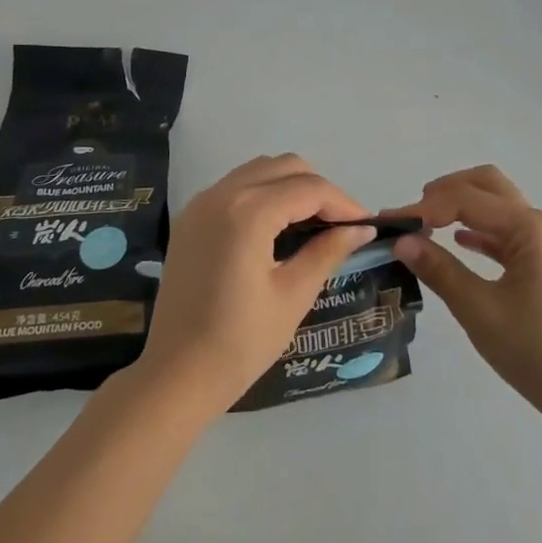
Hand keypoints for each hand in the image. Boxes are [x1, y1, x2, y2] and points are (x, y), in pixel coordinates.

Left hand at [137, 154, 377, 416]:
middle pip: (284, 167)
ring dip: (290, 187)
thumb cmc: (240, 342)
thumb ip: (328, 251)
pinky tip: (278, 228)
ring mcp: (201, 203)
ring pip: (259, 171)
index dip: (344, 203)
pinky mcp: (191, 218)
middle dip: (318, 190)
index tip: (366, 225)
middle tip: (340, 226)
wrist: (176, 375)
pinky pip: (236, 187)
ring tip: (312, 225)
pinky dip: (263, 194)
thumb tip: (361, 228)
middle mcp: (222, 194)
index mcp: (248, 212)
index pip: (309, 189)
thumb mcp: (293, 295)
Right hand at [392, 165, 541, 421]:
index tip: (388, 224)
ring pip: (493, 204)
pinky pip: (499, 230)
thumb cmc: (533, 347)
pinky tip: (455, 242)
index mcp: (524, 226)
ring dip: (459, 206)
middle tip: (412, 215)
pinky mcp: (536, 261)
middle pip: (484, 184)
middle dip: (445, 191)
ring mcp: (537, 241)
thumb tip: (401, 241)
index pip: (463, 199)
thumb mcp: (478, 309)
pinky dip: (474, 228)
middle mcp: (533, 222)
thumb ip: (439, 270)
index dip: (422, 208)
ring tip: (424, 226)